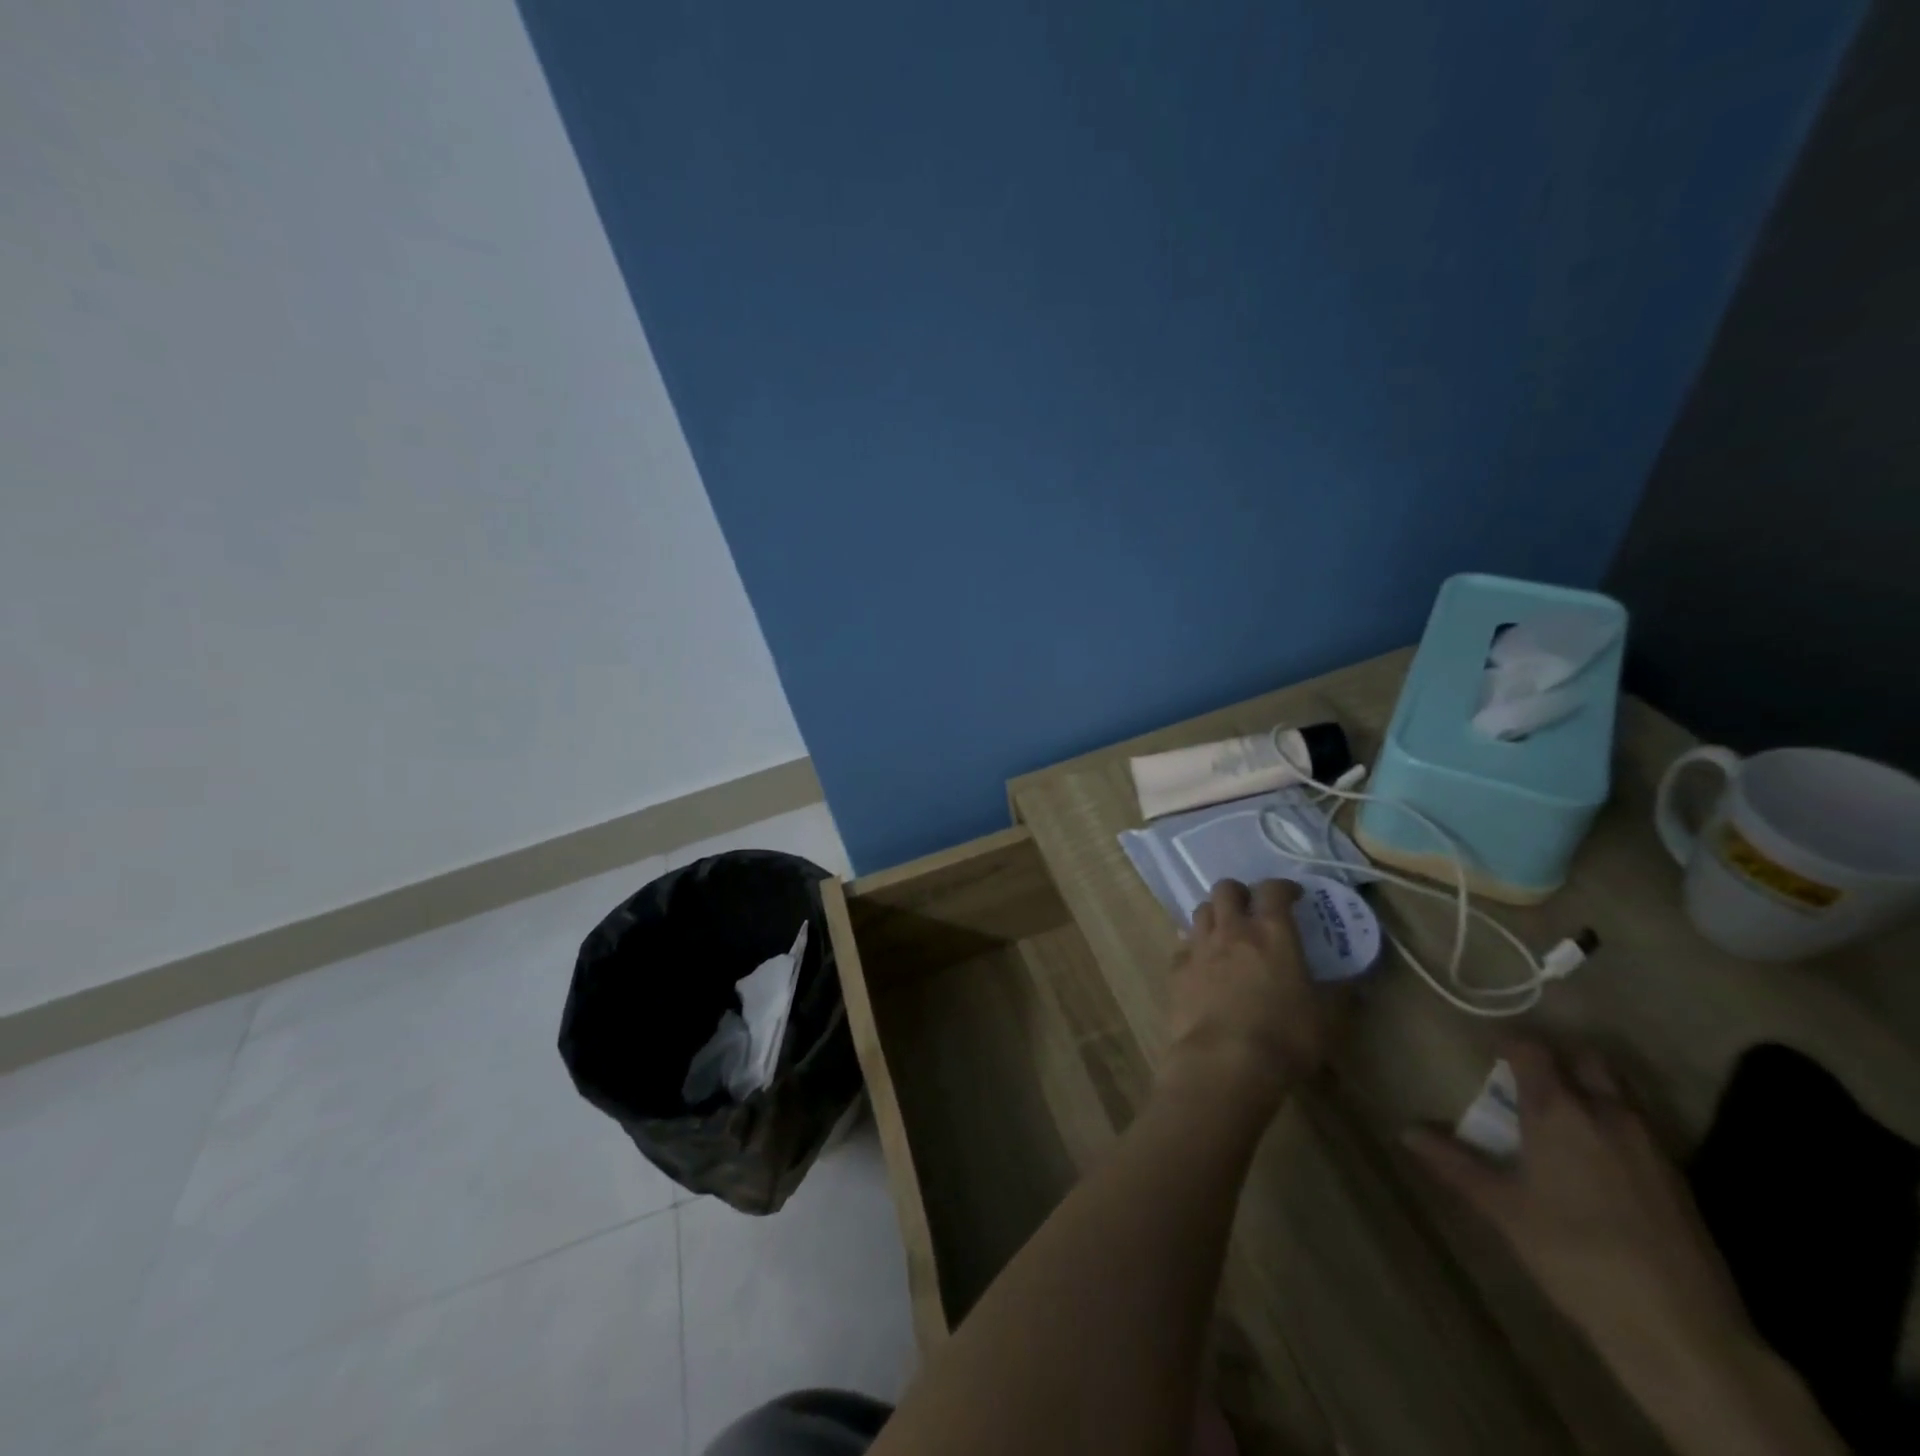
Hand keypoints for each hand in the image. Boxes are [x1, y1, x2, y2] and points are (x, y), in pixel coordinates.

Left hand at [1161, 879, 1323, 1112]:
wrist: (1223, 1061)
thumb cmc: (1284, 1038)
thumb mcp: (1326, 1020)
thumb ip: (1338, 996)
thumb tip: (1353, 986)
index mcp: (1272, 933)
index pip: (1273, 890)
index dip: (1283, 887)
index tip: (1292, 895)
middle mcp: (1232, 930)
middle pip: (1226, 889)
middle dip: (1239, 893)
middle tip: (1252, 908)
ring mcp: (1199, 947)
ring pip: (1201, 911)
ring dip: (1214, 915)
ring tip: (1225, 932)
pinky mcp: (1176, 970)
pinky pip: (1183, 945)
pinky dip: (1194, 946)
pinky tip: (1202, 962)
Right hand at [1403, 1042, 1745, 1358]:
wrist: (1680, 1329)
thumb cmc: (1574, 1254)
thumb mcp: (1502, 1208)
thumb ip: (1454, 1162)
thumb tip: (1406, 1130)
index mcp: (1559, 1110)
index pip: (1531, 1049)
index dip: (1508, 1043)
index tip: (1488, 1052)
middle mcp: (1607, 1113)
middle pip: (1586, 1059)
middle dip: (1558, 1059)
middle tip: (1529, 1082)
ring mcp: (1651, 1145)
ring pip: (1619, 1092)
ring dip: (1590, 1090)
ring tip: (1562, 1119)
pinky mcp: (1679, 1178)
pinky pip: (1640, 1128)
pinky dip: (1614, 1125)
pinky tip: (1599, 1162)